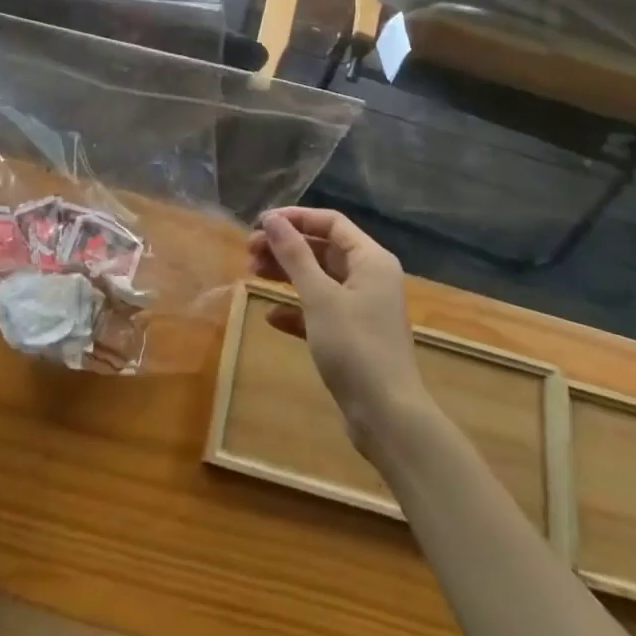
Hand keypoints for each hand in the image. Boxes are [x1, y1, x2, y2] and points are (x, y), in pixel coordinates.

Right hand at [250, 207, 429, 449]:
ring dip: (287, 274)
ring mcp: (363, 308)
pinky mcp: (354, 336)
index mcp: (371, 259)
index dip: (295, 218)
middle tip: (249, 250)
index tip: (261, 224)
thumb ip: (294, 255)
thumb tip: (272, 219)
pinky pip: (321, 310)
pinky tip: (271, 317)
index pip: (331, 222)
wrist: (387, 417)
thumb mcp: (319, 297)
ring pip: (319, 278)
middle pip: (323, 248)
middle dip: (286, 247)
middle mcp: (371, 277)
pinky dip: (297, 309)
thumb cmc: (354, 347)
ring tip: (252, 274)